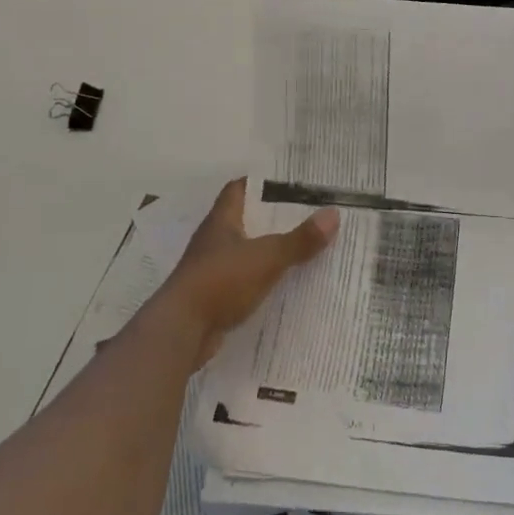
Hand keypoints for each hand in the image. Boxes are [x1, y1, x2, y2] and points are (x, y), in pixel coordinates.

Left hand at [151, 178, 337, 369]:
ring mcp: (211, 270)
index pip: (238, 189)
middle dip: (270, 218)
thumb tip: (333, 214)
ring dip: (266, 251)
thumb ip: (299, 240)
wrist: (180, 332)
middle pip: (244, 220)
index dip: (260, 183)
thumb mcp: (266, 257)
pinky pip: (241, 281)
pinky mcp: (212, 298)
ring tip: (299, 249)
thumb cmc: (220, 282)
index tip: (287, 182)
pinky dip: (259, 281)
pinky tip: (281, 286)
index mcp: (222, 221)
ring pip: (243, 252)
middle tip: (305, 214)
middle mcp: (213, 241)